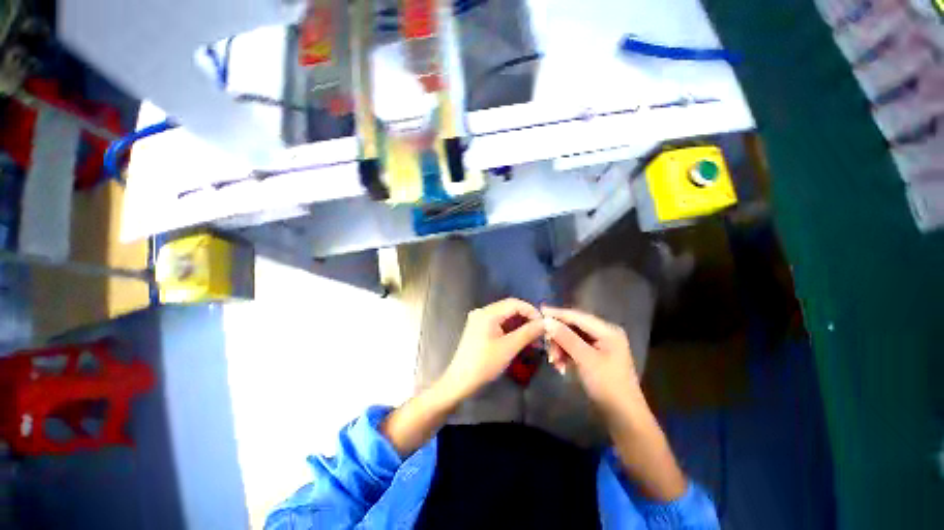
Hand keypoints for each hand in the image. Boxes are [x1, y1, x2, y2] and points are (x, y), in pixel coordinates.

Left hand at [440, 298, 544, 400]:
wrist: (461, 381)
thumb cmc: (484, 364)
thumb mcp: (509, 347)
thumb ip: (528, 332)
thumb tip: (546, 323)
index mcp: (487, 313)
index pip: (514, 303)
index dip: (531, 311)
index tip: (545, 323)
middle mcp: (482, 312)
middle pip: (510, 308)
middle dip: (527, 319)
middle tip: (542, 332)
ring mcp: (480, 320)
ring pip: (505, 317)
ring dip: (520, 325)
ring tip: (535, 338)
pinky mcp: (480, 328)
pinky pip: (499, 324)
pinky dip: (511, 330)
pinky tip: (522, 339)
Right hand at [542, 306, 641, 415]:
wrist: (623, 417)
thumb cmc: (607, 385)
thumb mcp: (585, 359)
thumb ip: (566, 337)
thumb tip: (547, 321)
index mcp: (607, 330)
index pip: (577, 316)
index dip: (557, 313)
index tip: (539, 311)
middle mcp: (603, 334)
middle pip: (573, 327)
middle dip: (558, 336)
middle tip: (545, 346)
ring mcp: (599, 346)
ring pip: (571, 338)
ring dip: (560, 348)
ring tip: (554, 362)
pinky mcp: (593, 357)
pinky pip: (574, 349)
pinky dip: (565, 355)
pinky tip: (560, 366)